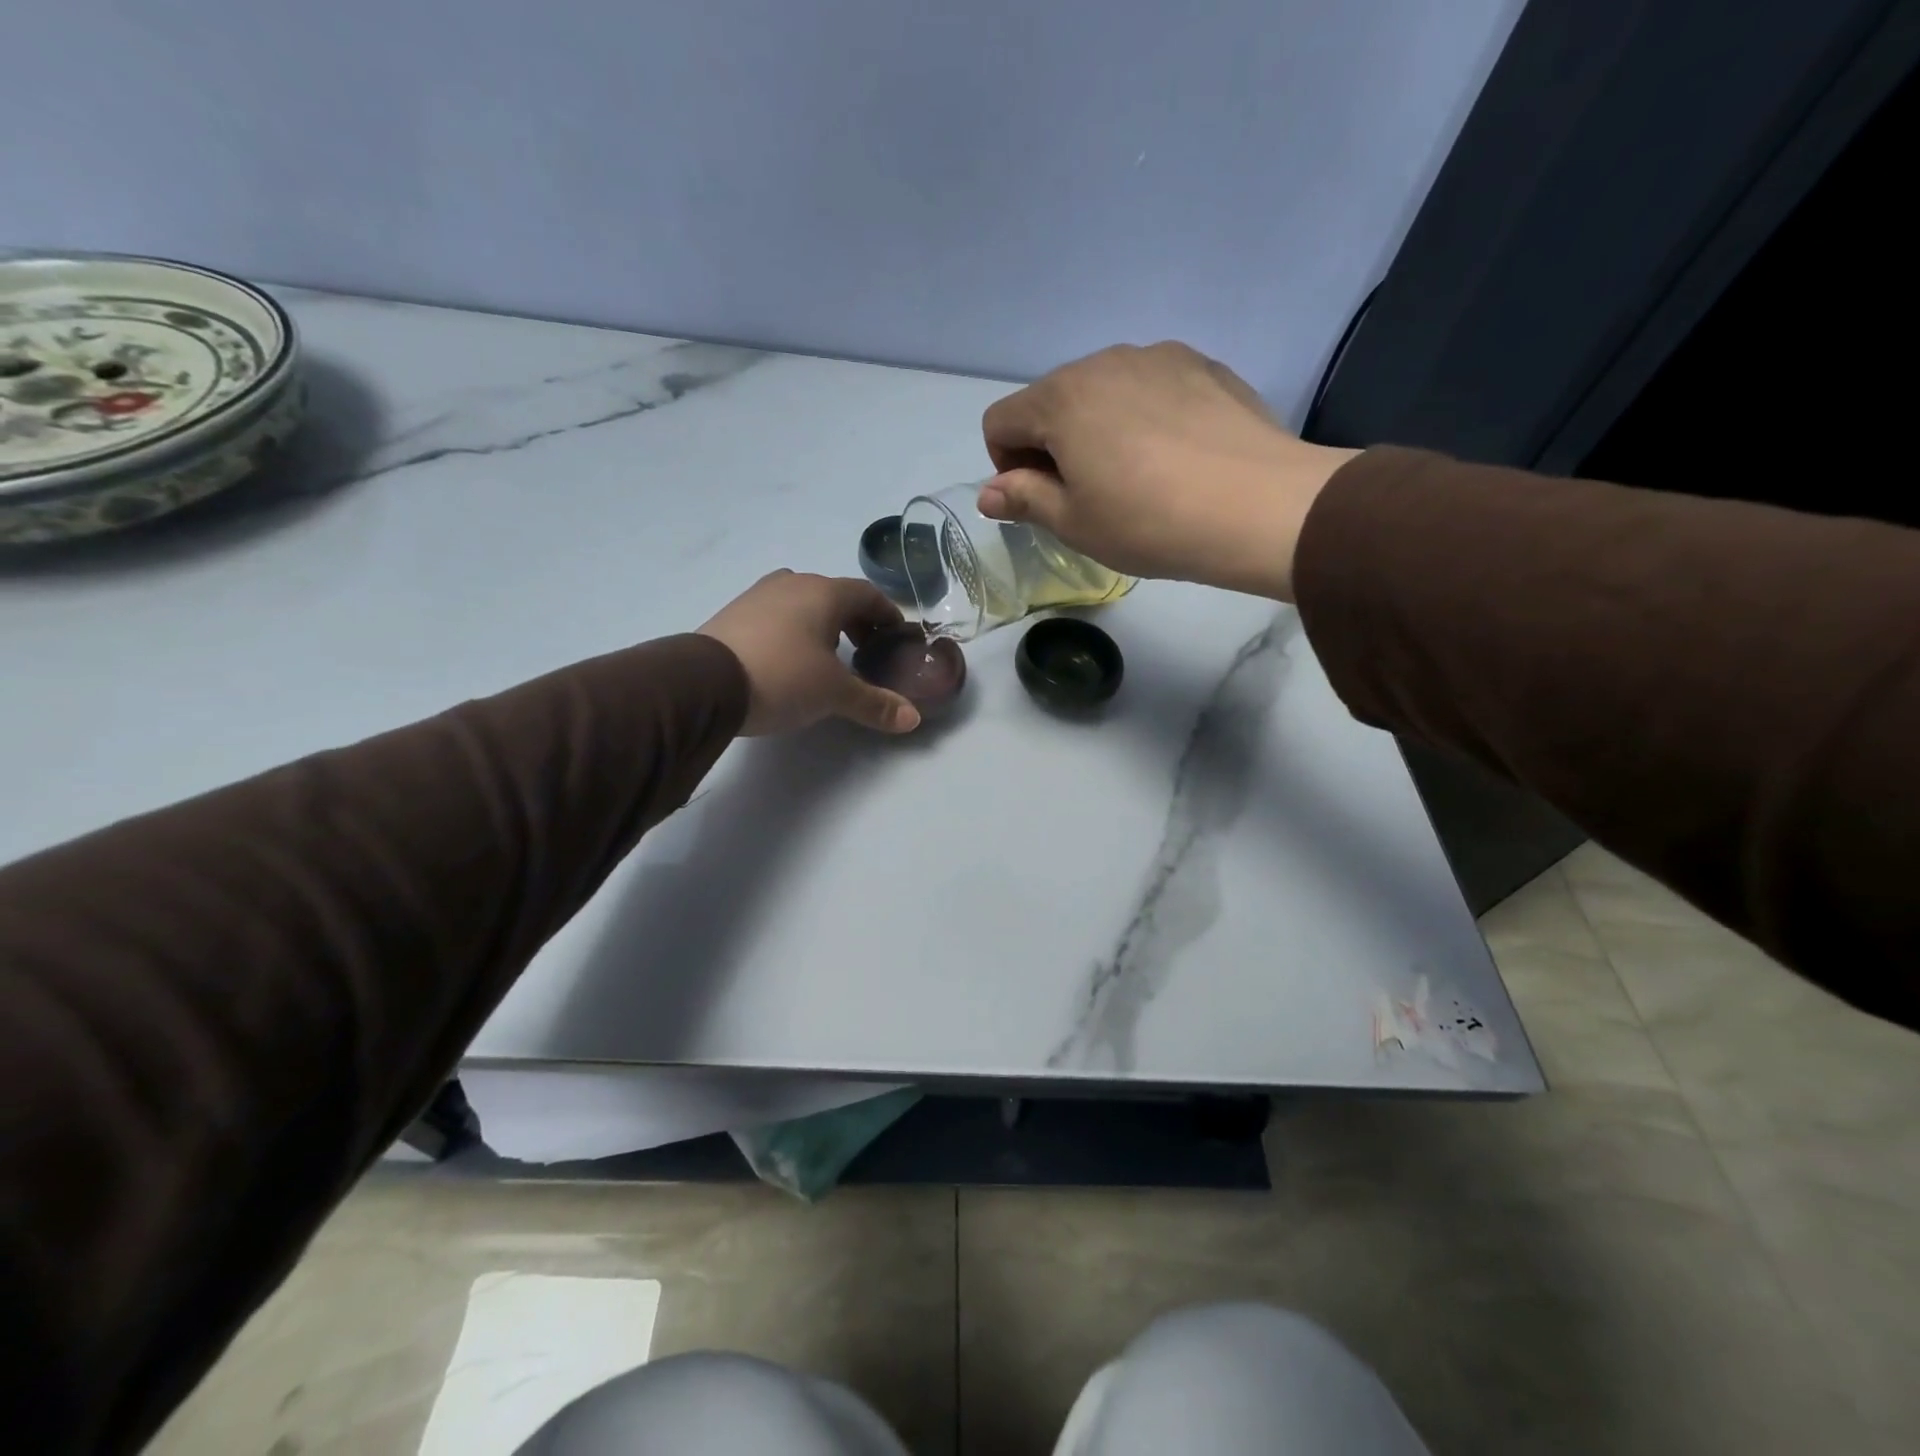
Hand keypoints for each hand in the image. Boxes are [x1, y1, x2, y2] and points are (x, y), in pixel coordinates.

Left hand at [698, 571, 921, 736]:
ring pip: (803, 603)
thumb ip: (875, 703)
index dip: (887, 615)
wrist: (704, 684)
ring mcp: (758, 596)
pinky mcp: (733, 614)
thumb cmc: (783, 676)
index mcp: (823, 592)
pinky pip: (777, 615)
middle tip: (866, 651)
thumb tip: (913, 719)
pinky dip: (794, 631)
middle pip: (835, 596)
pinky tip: (790, 660)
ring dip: (823, 625)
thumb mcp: (834, 694)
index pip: (868, 595)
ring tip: (829, 657)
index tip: (896, 637)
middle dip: (855, 622)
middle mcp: (792, 583)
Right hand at [978, 342, 1360, 601]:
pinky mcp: (1202, 364)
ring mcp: (1157, 356)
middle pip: (1051, 402)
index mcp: (1061, 398)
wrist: (1258, 506)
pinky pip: (1150, 387)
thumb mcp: (1074, 523)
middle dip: (1052, 446)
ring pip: (1102, 392)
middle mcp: (1103, 361)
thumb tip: (988, 492)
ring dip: (1097, 429)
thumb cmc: (1149, 521)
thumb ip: (1023, 499)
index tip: (1041, 501)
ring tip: (1137, 477)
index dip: (1006, 467)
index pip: (1000, 421)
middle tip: (1088, 496)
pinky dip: (1143, 417)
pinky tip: (1175, 457)